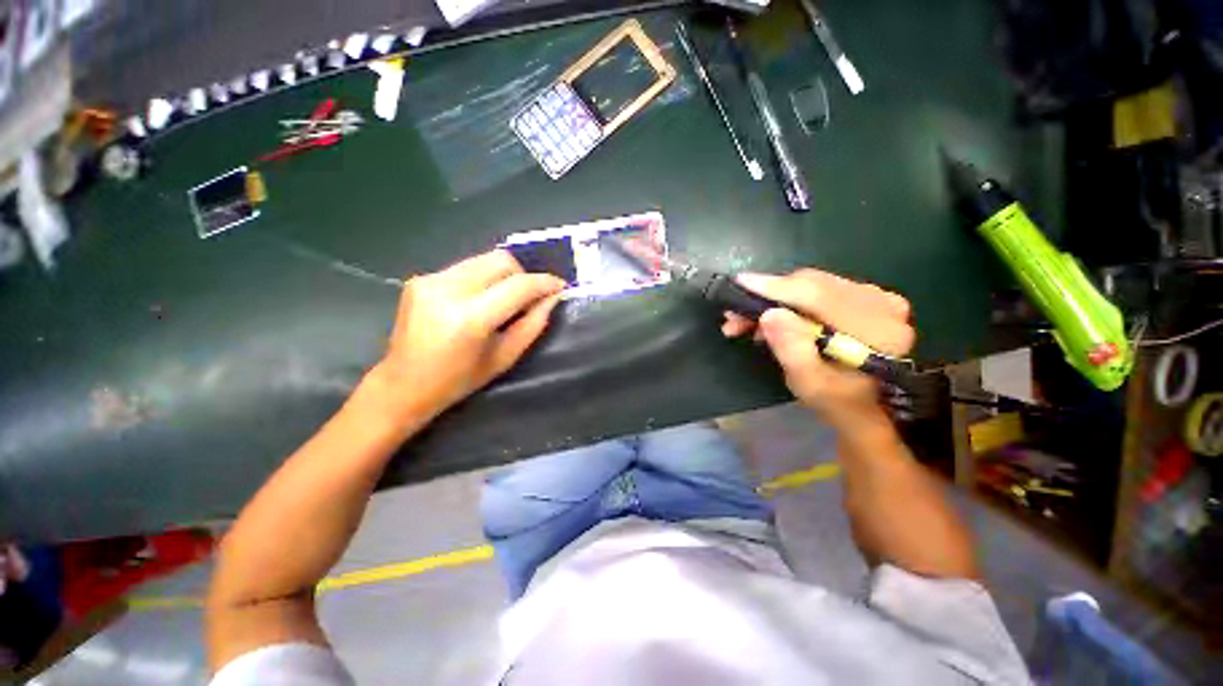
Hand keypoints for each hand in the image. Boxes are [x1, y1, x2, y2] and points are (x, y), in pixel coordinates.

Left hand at [369, 250, 564, 419]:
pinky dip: (483, 278)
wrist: (403, 384)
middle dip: (523, 274)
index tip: (560, 285)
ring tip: (506, 297)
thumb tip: (553, 297)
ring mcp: (430, 280)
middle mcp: (448, 290)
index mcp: (470, 318)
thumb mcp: (505, 357)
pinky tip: (480, 298)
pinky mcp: (420, 278)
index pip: (518, 285)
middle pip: (501, 260)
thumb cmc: (459, 380)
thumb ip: (533, 324)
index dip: (544, 283)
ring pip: (484, 259)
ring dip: (504, 275)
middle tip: (530, 294)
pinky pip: (466, 267)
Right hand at [723, 269, 913, 428]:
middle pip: (814, 285)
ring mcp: (874, 298)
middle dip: (768, 297)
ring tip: (745, 322)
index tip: (740, 283)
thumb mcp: (809, 383)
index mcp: (877, 329)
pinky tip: (770, 319)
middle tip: (734, 314)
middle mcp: (881, 304)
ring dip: (774, 300)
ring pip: (811, 285)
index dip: (777, 288)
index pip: (821, 295)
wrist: (864, 407)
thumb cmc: (836, 401)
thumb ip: (792, 350)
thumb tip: (769, 314)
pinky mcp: (862, 298)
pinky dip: (788, 301)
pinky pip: (817, 289)